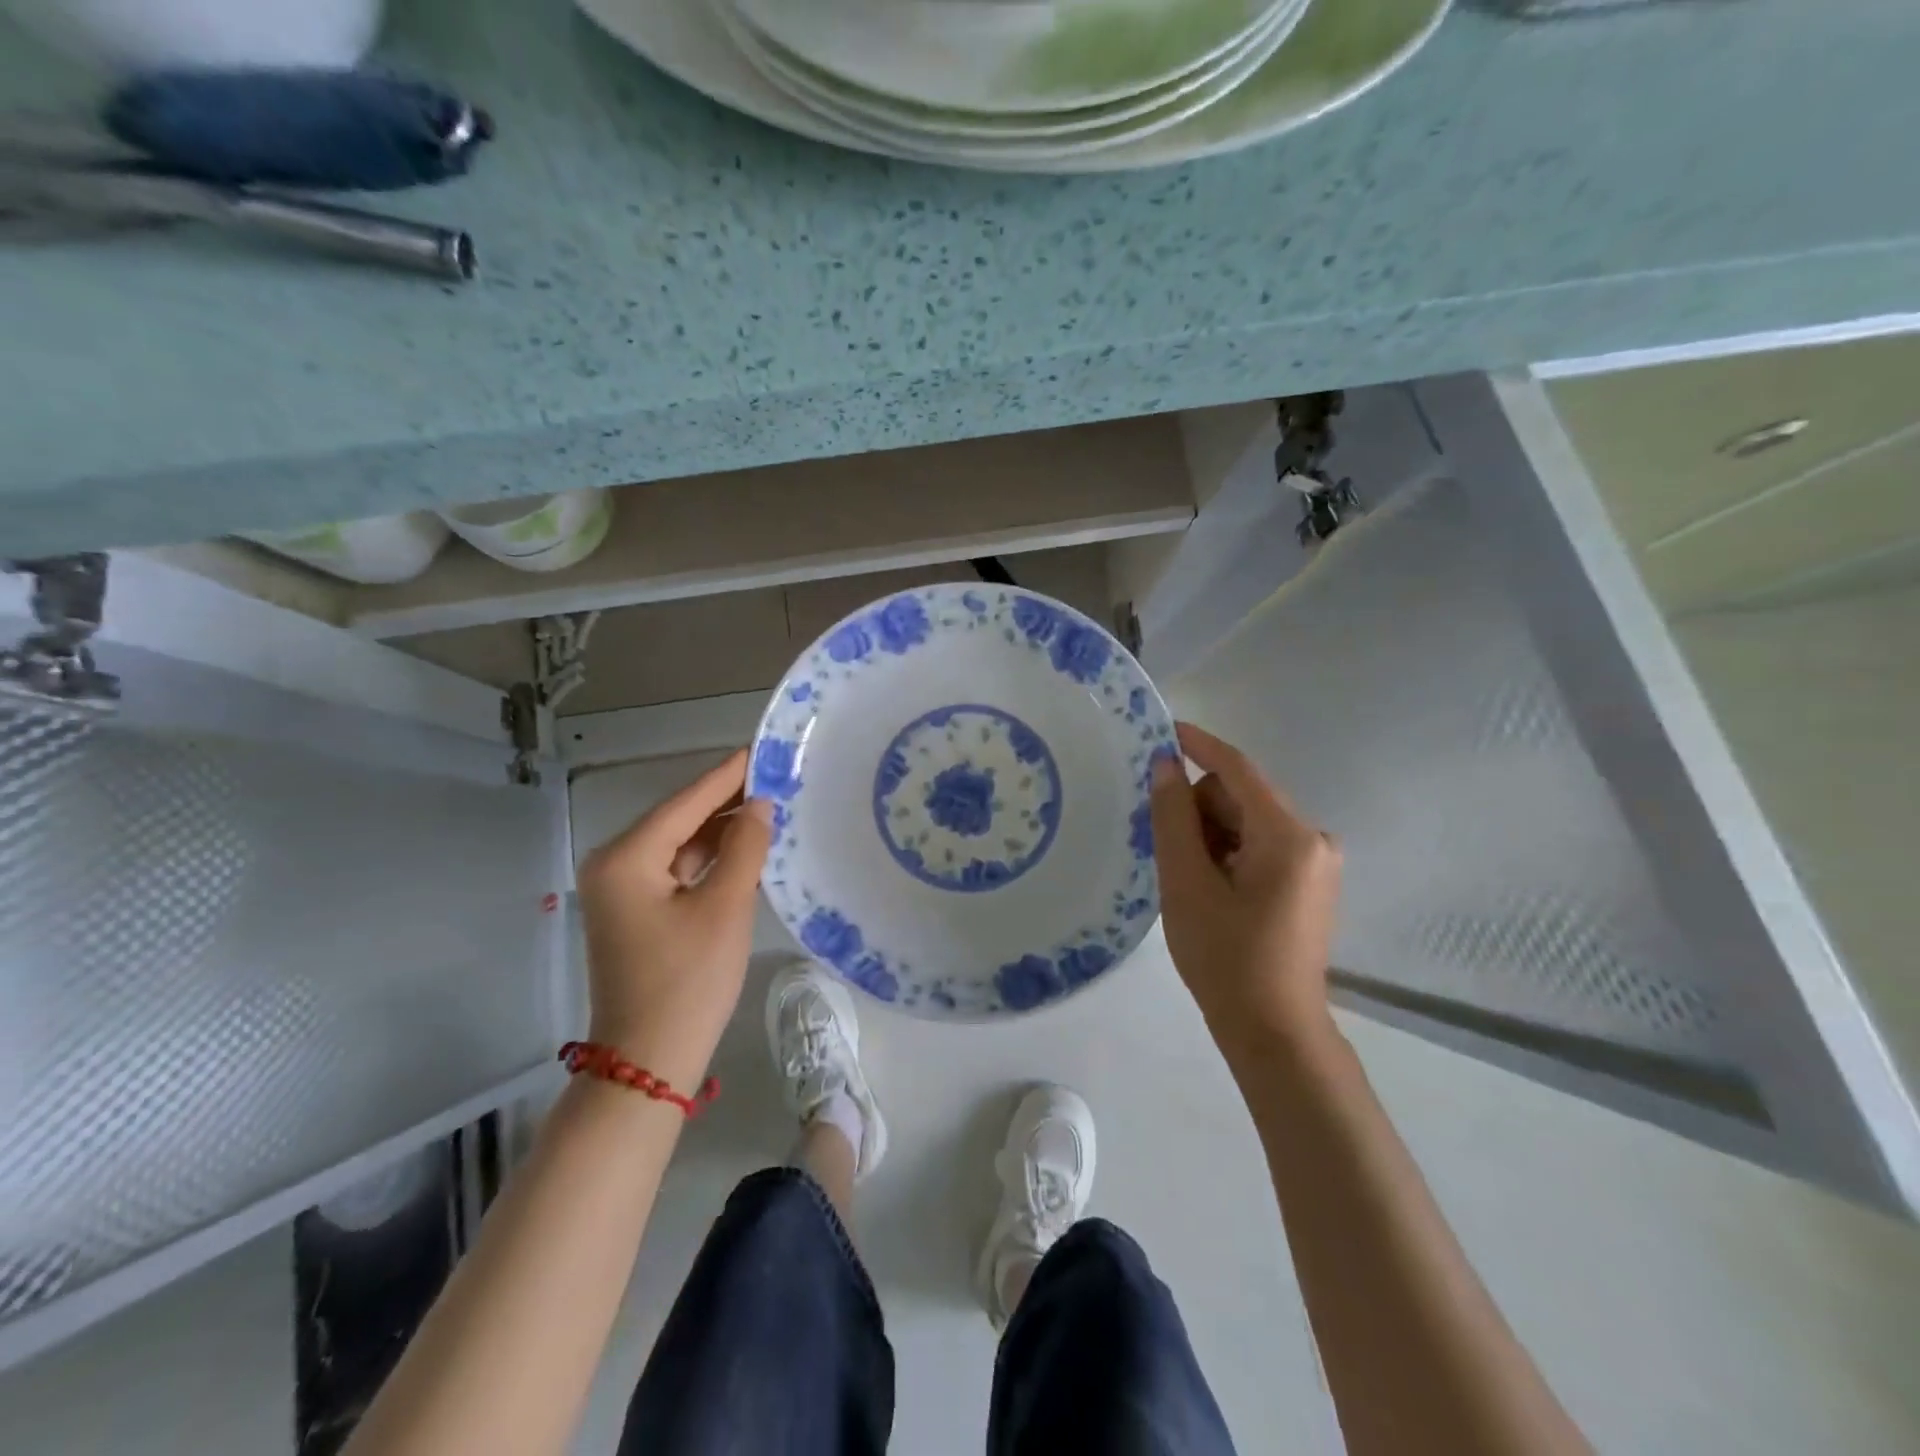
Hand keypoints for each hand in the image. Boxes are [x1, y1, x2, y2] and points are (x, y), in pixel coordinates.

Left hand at [575, 750, 773, 1090]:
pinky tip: (744, 849)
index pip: (685, 802)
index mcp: (626, 857)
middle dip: (726, 802)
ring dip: (720, 832)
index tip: (760, 749)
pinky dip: (709, 860)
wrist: (649, 1062)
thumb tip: (759, 805)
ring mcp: (621, 891)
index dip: (726, 775)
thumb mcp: (725, 906)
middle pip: (679, 820)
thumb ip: (744, 847)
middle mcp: (614, 865)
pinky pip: (676, 871)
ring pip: (679, 846)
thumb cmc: (688, 980)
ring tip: (769, 808)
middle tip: (775, 779)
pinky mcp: (635, 913)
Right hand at [1150, 722, 1342, 1061]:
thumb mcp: (1186, 883)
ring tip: (1186, 878)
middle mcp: (1312, 838)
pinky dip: (1228, 853)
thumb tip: (1165, 765)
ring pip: (1248, 822)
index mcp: (1289, 835)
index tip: (1160, 730)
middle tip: (1164, 846)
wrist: (1274, 1032)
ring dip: (1211, 835)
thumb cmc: (1225, 958)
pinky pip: (1260, 846)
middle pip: (1241, 797)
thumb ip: (1173, 818)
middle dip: (1198, 810)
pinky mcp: (1310, 883)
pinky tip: (1208, 886)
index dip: (1197, 745)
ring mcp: (1316, 862)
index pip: (1237, 768)